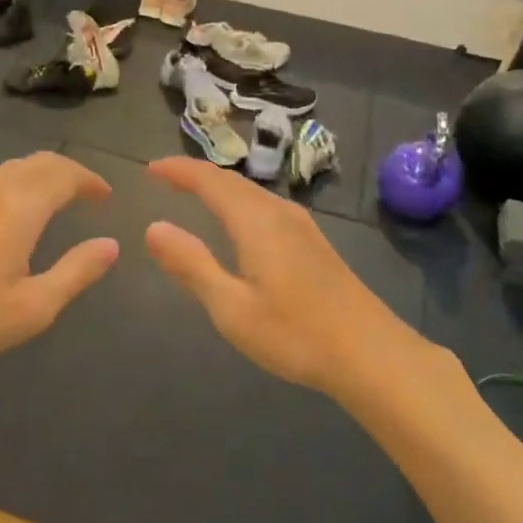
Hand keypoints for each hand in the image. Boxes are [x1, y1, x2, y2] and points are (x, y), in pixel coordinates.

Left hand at [0, 152, 118, 402]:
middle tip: (86, 194)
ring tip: (52, 200)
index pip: (63, 174)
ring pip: (8, 169)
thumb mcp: (33, 307)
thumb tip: (110, 245)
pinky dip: (10, 184)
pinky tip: (4, 210)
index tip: (106, 197)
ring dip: (37, 176)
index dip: (90, 181)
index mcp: (17, 207)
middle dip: (66, 173)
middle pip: (36, 163)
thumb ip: (77, 271)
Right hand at [143, 157, 439, 400]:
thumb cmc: (295, 334)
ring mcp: (302, 226)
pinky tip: (240, 221)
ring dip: (221, 186)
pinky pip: (267, 206)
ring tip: (195, 192)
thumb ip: (191, 265)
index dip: (179, 170)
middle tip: (166, 176)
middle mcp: (280, 213)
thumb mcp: (231, 307)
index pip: (210, 181)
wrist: (371, 353)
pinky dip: (241, 201)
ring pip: (253, 193)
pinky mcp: (315, 243)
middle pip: (233, 181)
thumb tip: (153, 227)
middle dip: (197, 174)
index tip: (150, 169)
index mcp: (256, 222)